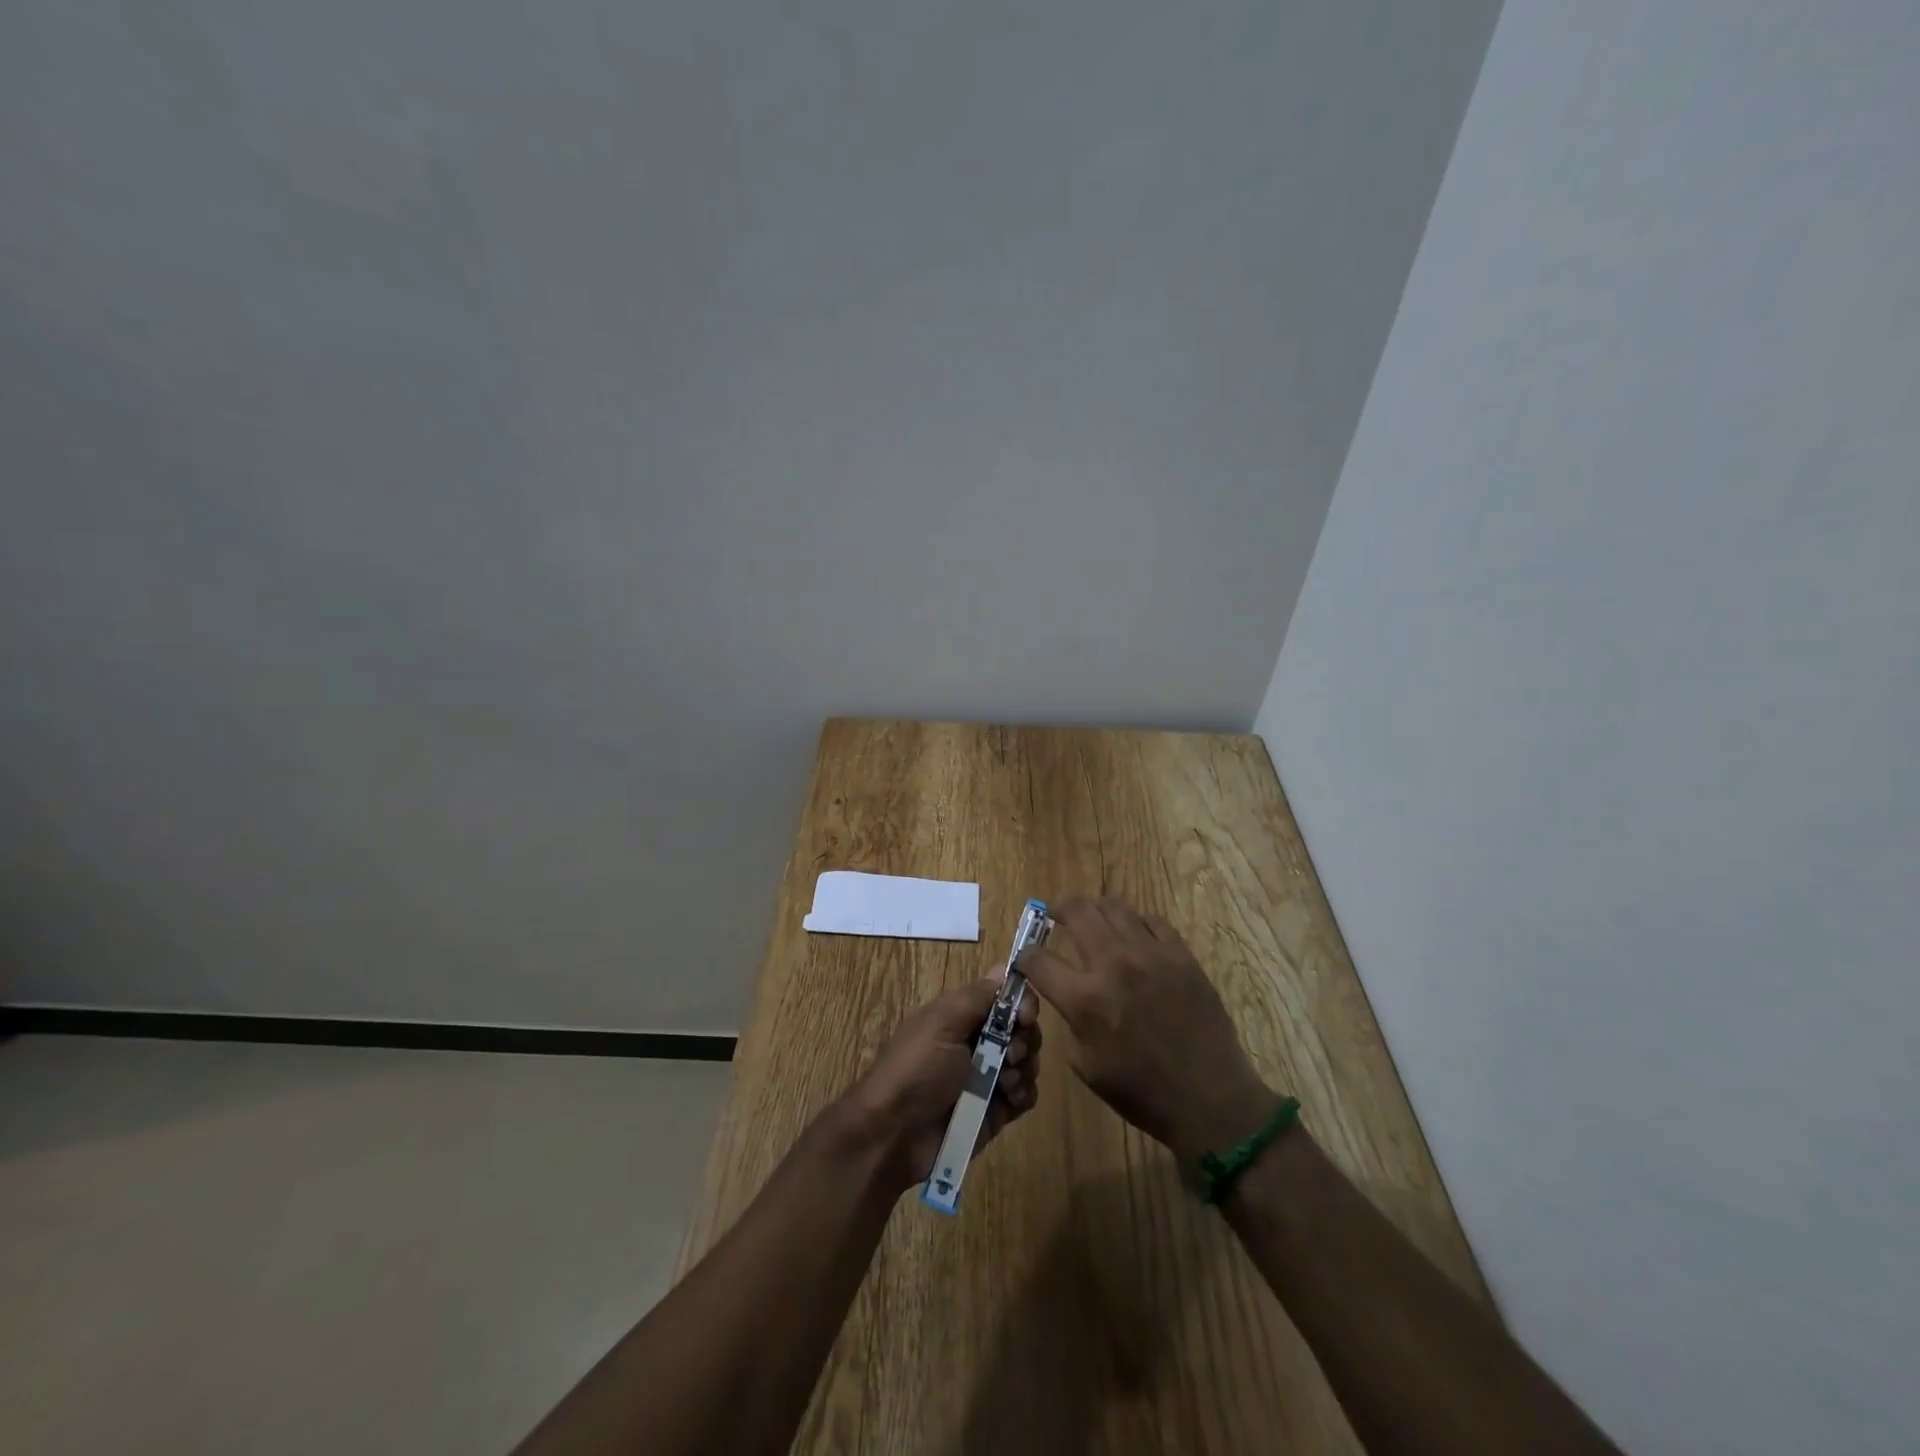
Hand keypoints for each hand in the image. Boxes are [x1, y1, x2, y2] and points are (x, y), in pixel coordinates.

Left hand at [841, 977, 1041, 1192]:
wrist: (895, 1135)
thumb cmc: (917, 1069)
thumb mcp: (942, 1022)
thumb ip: (977, 997)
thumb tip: (1004, 967)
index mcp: (963, 1015)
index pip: (1006, 997)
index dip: (1022, 1002)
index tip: (1025, 1016)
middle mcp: (979, 1041)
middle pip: (1023, 1029)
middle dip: (1025, 1039)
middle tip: (1011, 1054)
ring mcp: (989, 1077)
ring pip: (1028, 1062)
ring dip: (1024, 1069)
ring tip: (1004, 1084)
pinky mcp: (996, 1110)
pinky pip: (1026, 1095)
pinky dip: (1023, 1094)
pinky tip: (1008, 1100)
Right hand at [1019, 897, 1275, 1163]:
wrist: (1209, 1099)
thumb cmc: (1141, 1091)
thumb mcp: (1085, 1064)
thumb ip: (1070, 1019)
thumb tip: (1065, 993)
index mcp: (1085, 1000)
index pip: (1038, 959)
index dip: (1025, 956)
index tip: (1027, 958)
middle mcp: (1114, 965)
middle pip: (1076, 912)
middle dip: (1057, 909)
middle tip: (1054, 914)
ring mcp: (1151, 954)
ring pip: (1114, 907)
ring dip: (1095, 909)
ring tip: (1092, 918)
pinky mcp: (1181, 955)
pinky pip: (1152, 920)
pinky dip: (1135, 922)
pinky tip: (1132, 934)